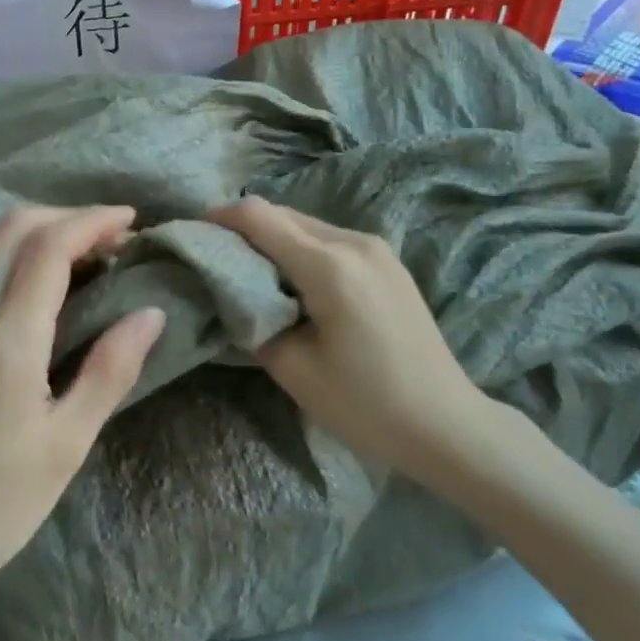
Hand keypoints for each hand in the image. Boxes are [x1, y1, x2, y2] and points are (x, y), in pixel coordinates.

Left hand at [0, 206, 165, 610]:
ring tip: (79, 249)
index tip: (131, 219)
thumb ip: (109, 370)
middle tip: (111, 236)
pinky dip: (8, 248)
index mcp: (6, 341)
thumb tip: (150, 313)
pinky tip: (34, 275)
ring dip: (34, 227)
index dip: (92, 221)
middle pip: (13, 227)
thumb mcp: (66, 445)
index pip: (49, 248)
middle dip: (66, 216)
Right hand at [208, 197, 497, 485]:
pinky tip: (289, 281)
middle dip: (241, 229)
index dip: (219, 218)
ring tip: (246, 271)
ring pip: (306, 225)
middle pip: (282, 214)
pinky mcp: (387, 263)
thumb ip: (251, 320)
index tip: (190, 233)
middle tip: (211, 257)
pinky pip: (328, 241)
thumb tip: (229, 295)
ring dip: (271, 239)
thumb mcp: (293, 368)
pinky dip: (298, 250)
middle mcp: (354, 242)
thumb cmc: (367, 405)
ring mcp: (376, 249)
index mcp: (329, 266)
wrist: (448, 427)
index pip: (259, 216)